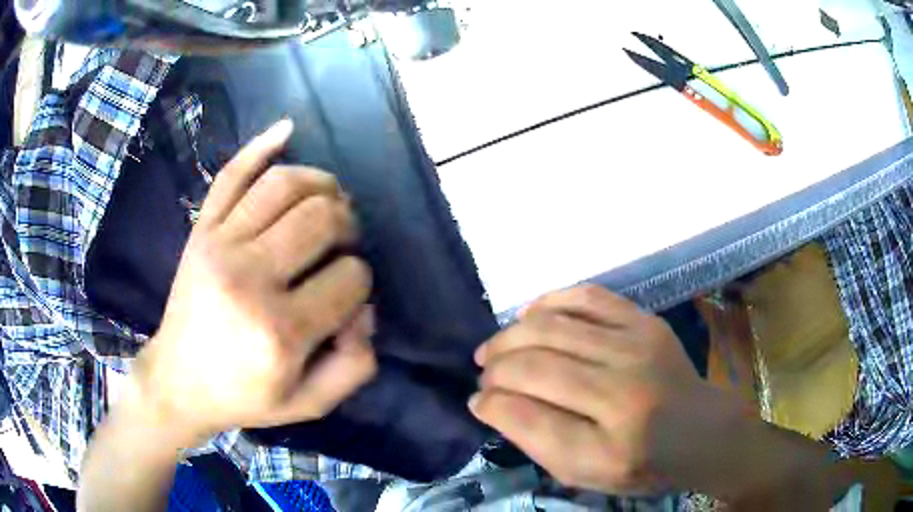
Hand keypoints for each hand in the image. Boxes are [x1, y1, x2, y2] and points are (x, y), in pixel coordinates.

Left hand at [126, 119, 376, 444]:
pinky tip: (288, 130)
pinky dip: (260, 145)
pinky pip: (231, 175)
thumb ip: (354, 366)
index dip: (360, 282)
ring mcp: (219, 245)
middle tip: (345, 241)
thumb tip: (364, 310)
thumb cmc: (244, 396)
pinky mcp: (201, 231)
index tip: (348, 295)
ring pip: (285, 185)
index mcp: (281, 331)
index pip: (350, 278)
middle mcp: (250, 278)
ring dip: (322, 184)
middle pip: (322, 219)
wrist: (178, 382)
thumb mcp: (309, 403)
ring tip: (330, 199)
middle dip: (349, 225)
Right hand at [470, 286, 745, 494]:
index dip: (491, 405)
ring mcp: (637, 346)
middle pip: (535, 365)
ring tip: (495, 348)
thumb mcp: (584, 474)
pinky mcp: (644, 320)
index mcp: (608, 444)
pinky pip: (587, 296)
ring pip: (552, 326)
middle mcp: (623, 389)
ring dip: (511, 335)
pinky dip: (548, 302)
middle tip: (484, 375)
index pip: (527, 416)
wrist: (699, 430)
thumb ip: (535, 441)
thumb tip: (488, 403)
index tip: (478, 403)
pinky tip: (529, 316)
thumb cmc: (640, 463)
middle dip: (496, 369)